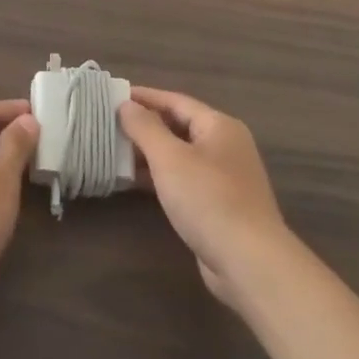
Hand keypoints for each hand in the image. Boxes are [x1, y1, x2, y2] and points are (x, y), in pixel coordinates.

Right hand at [119, 87, 299, 313]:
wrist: (249, 262)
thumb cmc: (208, 199)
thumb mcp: (169, 158)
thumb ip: (145, 127)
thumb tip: (126, 104)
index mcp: (219, 126)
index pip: (175, 101)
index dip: (144, 97)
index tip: (113, 95)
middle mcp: (225, 146)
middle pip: (179, 126)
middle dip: (144, 125)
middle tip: (109, 123)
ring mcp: (224, 177)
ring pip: (180, 155)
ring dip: (149, 153)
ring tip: (114, 150)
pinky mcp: (219, 205)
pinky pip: (183, 179)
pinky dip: (159, 176)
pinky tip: (134, 182)